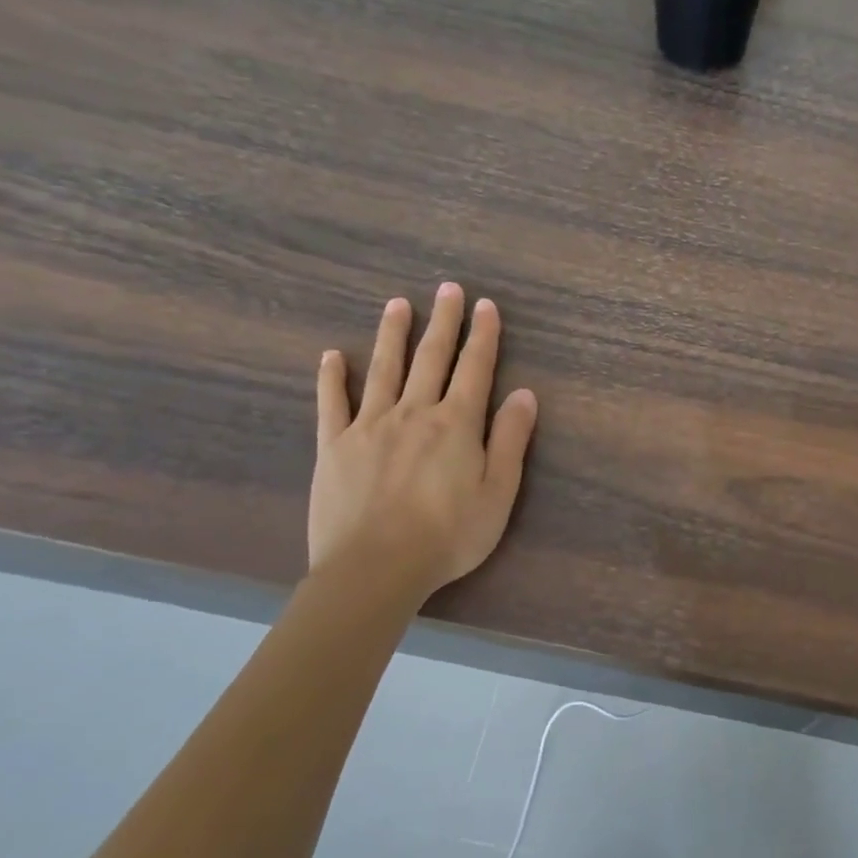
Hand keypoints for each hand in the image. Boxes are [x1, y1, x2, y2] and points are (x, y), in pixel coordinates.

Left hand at [309, 284, 538, 594]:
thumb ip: (511, 441)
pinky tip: (333, 356)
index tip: (486, 305)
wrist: (375, 568)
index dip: (483, 335)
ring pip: (384, 369)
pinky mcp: (334, 446)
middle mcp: (414, 412)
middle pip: (431, 358)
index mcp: (457, 424)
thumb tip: (525, 394)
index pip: (475, 368)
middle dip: (443, 321)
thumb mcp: (498, 493)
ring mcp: (369, 426)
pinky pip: (333, 403)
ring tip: (398, 304)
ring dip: (393, 334)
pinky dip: (332, 378)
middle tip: (447, 289)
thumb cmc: (448, 536)